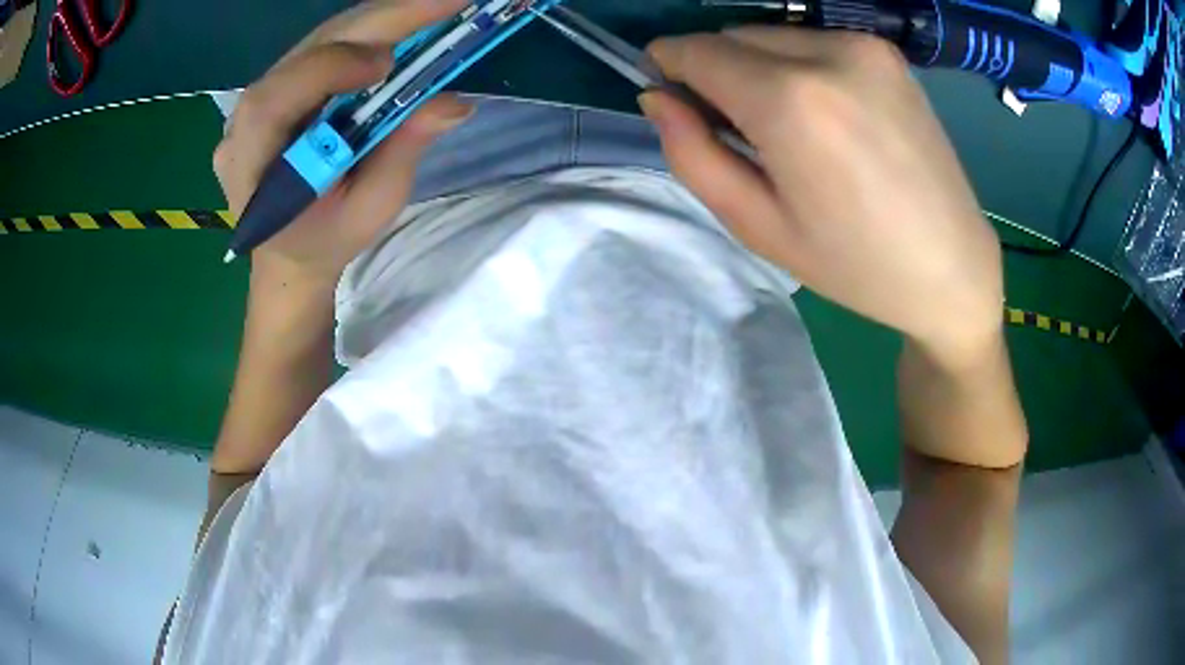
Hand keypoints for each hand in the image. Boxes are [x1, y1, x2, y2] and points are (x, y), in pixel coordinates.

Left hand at [214, 0, 472, 289]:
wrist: (290, 248)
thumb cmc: (324, 240)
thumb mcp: (368, 212)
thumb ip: (401, 153)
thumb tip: (452, 101)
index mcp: (250, 166)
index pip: (271, 102)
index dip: (325, 70)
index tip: (387, 63)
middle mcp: (244, 122)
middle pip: (304, 53)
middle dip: (376, 23)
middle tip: (444, 3)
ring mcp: (260, 97)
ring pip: (318, 40)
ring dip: (379, 19)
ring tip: (434, 8)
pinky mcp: (281, 83)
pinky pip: (324, 45)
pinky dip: (369, 29)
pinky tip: (405, 23)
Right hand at [642, 28, 1003, 362]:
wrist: (952, 265)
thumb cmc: (855, 264)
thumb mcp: (758, 226)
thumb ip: (693, 154)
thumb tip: (657, 97)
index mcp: (791, 101)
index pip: (697, 50)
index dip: (668, 65)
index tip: (668, 94)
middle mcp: (828, 53)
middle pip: (732, 36)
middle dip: (716, 70)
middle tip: (740, 130)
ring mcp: (864, 46)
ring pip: (772, 35)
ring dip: (758, 67)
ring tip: (790, 129)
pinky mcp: (888, 52)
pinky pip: (813, 42)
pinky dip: (799, 66)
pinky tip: (827, 116)